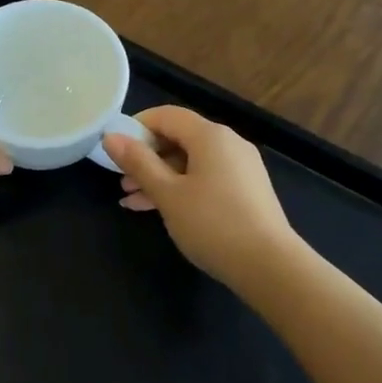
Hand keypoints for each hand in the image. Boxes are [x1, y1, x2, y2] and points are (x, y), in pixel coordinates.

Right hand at [103, 106, 300, 291]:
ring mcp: (240, 168)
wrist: (270, 267)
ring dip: (159, 177)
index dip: (137, 126)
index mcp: (210, 136)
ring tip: (131, 200)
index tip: (114, 149)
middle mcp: (228, 143)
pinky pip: (205, 179)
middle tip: (120, 180)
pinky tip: (158, 210)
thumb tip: (111, 136)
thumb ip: (138, 163)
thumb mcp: (168, 194)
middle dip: (146, 158)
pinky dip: (181, 188)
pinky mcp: (245, 192)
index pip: (167, 115)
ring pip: (190, 162)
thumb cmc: (213, 223)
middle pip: (179, 138)